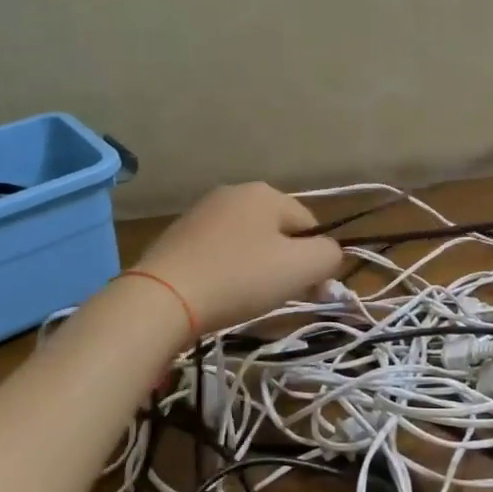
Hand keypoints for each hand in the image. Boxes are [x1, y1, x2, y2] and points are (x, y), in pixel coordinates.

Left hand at [134, 183, 343, 334]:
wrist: (163, 297)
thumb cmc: (240, 278)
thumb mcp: (301, 268)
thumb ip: (329, 256)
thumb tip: (329, 255)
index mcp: (266, 192)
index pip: (310, 225)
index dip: (316, 260)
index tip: (311, 292)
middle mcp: (234, 193)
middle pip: (277, 232)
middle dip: (285, 263)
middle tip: (280, 297)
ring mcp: (202, 212)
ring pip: (247, 242)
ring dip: (255, 268)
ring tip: (246, 298)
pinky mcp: (177, 236)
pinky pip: (218, 252)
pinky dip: (226, 271)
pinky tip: (219, 293)